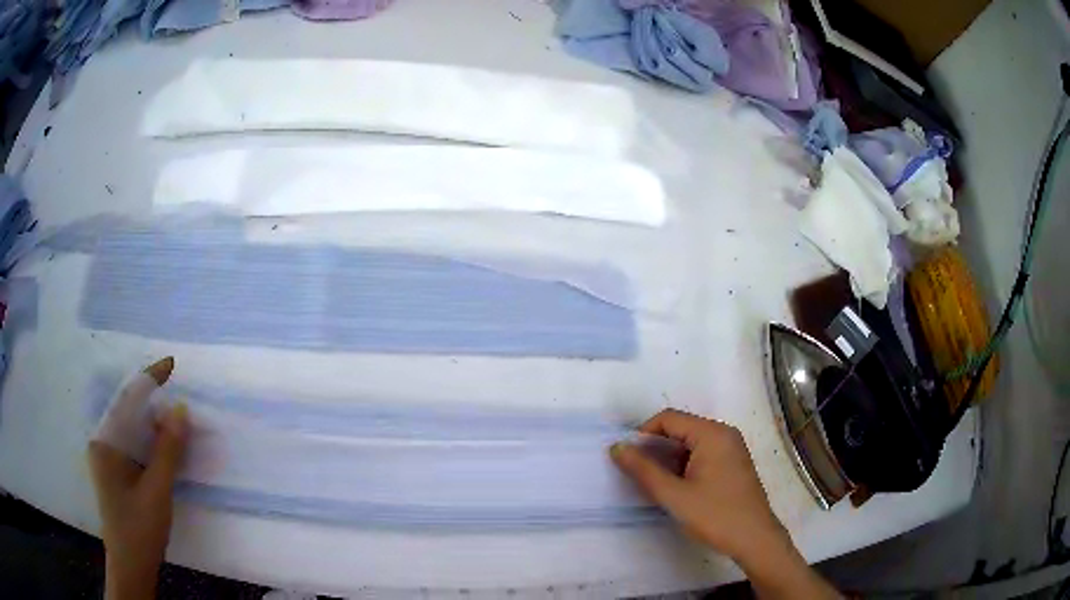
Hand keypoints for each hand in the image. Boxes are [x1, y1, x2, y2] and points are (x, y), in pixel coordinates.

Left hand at [88, 357, 188, 599]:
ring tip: (176, 422)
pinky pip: (132, 446)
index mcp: (104, 442)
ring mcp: (107, 459)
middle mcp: (102, 443)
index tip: (170, 364)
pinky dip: (150, 443)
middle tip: (179, 404)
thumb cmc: (140, 529)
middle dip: (152, 404)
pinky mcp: (115, 473)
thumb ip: (168, 450)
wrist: (131, 567)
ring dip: (153, 425)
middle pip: (127, 412)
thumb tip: (181, 410)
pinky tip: (164, 447)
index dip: (148, 380)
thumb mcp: (156, 491)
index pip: (125, 400)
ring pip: (131, 430)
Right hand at [611, 409, 838, 598]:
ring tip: (655, 485)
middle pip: (680, 429)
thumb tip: (617, 447)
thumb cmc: (715, 515)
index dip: (643, 435)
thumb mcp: (674, 495)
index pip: (669, 418)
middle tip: (638, 475)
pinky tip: (677, 488)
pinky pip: (702, 454)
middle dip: (655, 448)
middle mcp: (724, 434)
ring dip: (668, 459)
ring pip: (690, 444)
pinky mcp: (733, 464)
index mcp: (713, 433)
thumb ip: (643, 470)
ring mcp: (731, 449)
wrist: (754, 539)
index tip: (627, 459)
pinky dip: (684, 466)